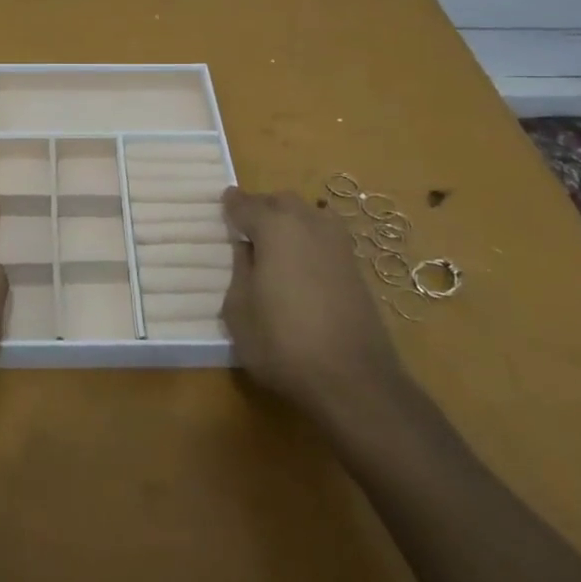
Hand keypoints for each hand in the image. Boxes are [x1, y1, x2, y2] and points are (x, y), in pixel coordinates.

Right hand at [220, 187, 408, 428]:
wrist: (353, 379)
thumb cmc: (282, 342)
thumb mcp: (239, 310)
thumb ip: (239, 270)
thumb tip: (247, 249)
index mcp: (275, 226)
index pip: (246, 204)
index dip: (232, 204)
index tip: (223, 202)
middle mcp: (309, 223)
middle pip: (281, 202)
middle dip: (262, 208)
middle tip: (246, 227)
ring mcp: (338, 243)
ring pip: (308, 215)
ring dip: (289, 221)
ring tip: (274, 244)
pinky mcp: (356, 266)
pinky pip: (325, 237)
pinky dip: (309, 240)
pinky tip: (300, 263)